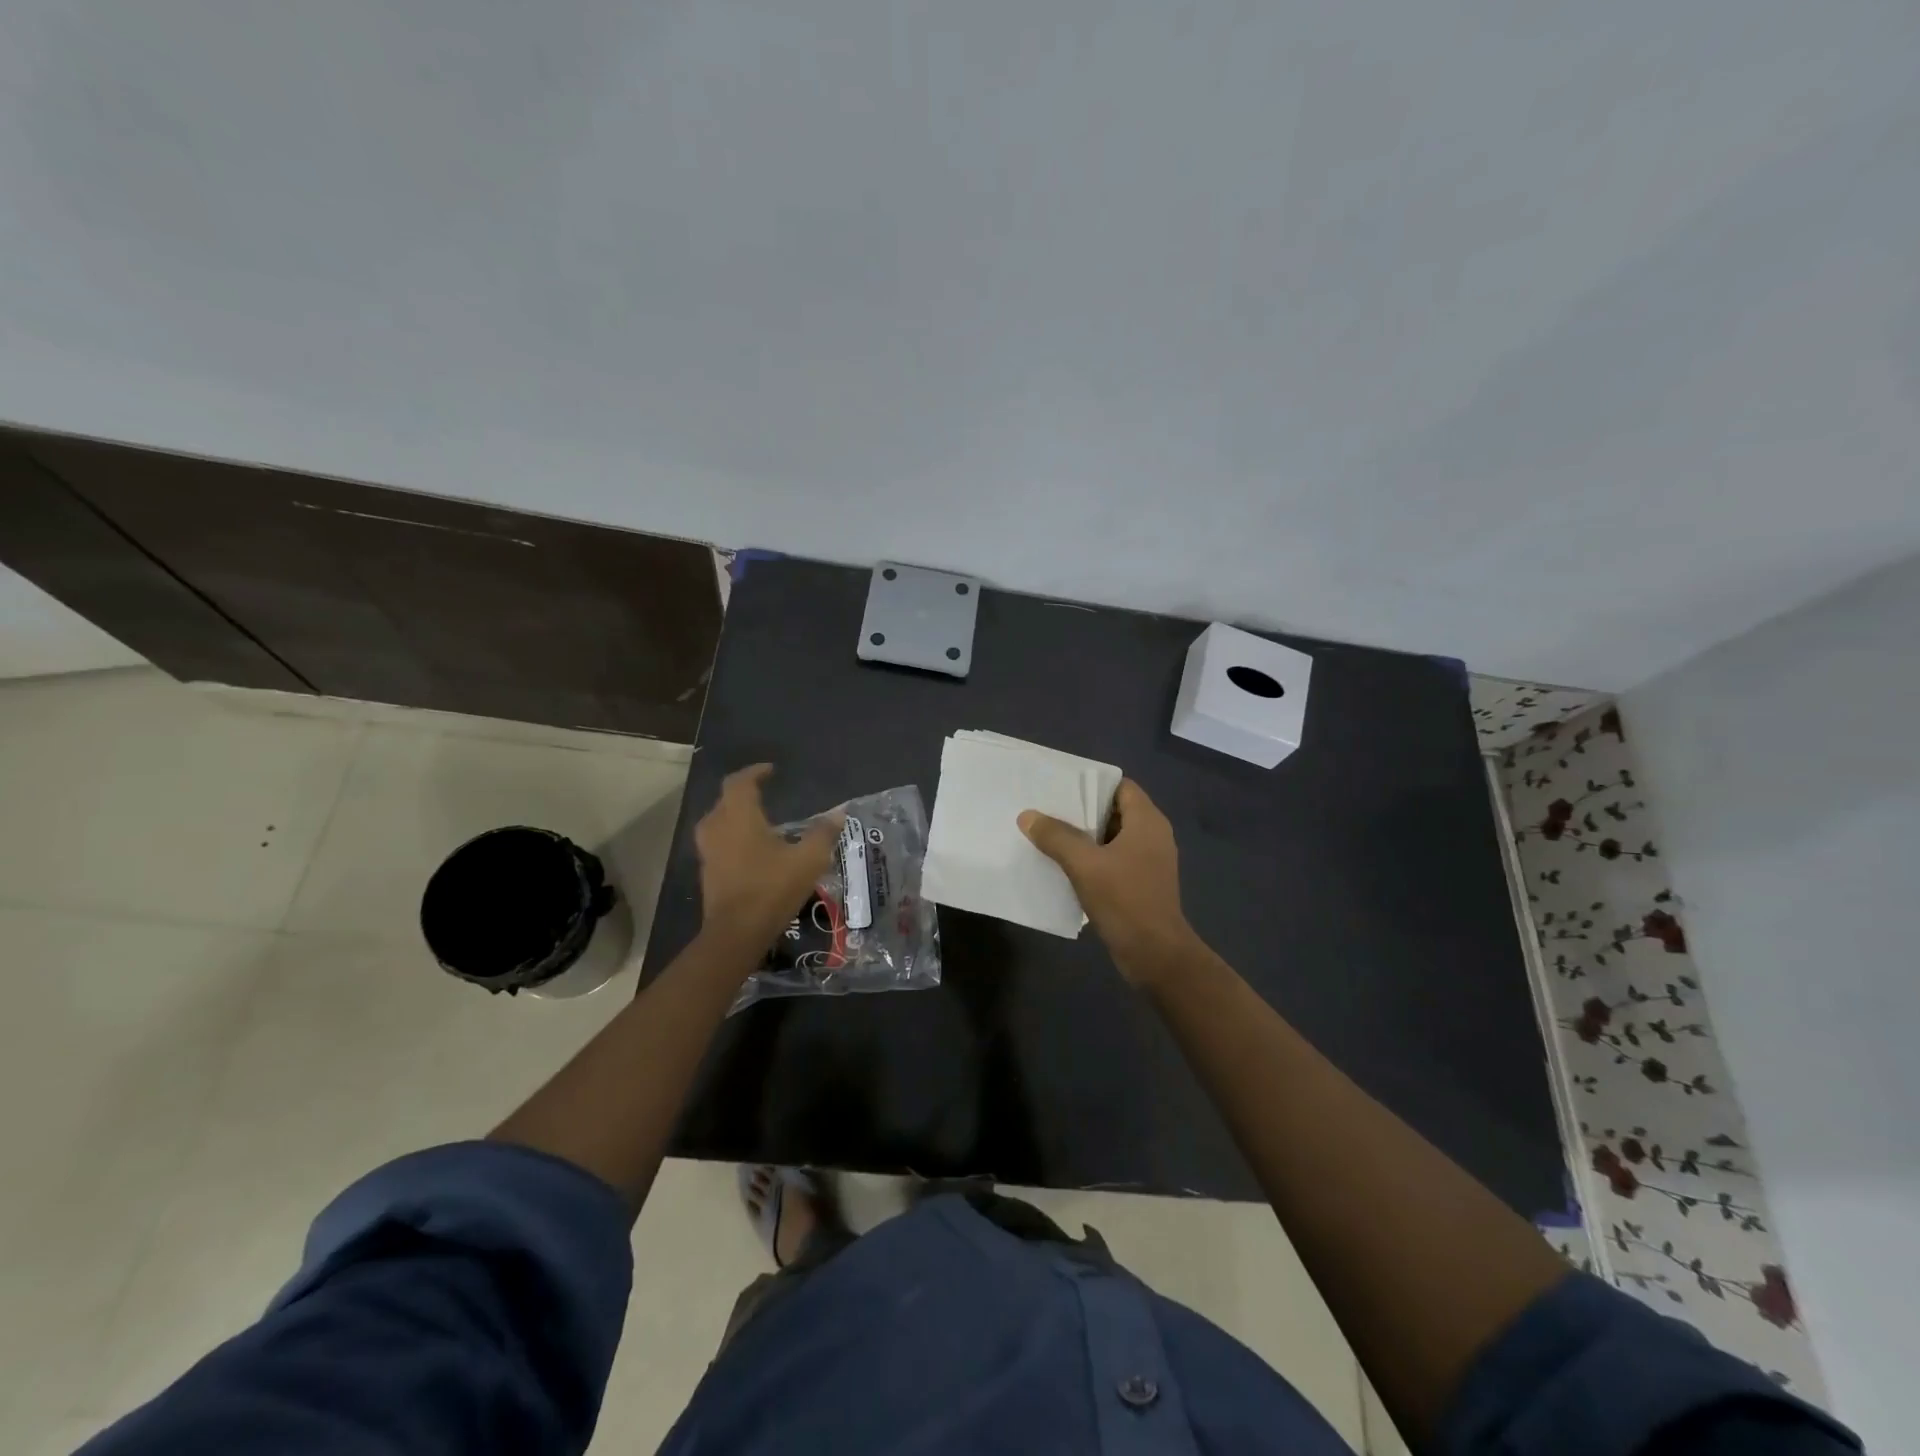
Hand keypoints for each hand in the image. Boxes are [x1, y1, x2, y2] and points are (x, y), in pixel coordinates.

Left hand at [695, 764, 841, 954]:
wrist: (736, 933)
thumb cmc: (772, 888)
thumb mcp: (808, 859)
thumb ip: (823, 833)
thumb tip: (839, 813)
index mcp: (739, 816)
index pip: (740, 782)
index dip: (755, 772)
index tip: (770, 770)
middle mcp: (717, 827)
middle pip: (725, 799)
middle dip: (743, 792)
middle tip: (763, 792)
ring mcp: (708, 851)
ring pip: (718, 821)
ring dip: (735, 815)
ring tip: (757, 819)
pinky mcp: (707, 872)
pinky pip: (718, 842)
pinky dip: (732, 837)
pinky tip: (751, 849)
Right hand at [1019, 779, 1197, 984]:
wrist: (1155, 955)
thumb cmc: (1125, 900)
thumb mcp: (1084, 865)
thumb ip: (1056, 837)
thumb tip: (1027, 815)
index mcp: (1147, 822)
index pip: (1121, 786)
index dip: (1092, 783)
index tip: (1061, 786)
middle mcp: (1152, 836)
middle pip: (1114, 811)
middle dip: (1082, 810)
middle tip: (1046, 809)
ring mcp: (1149, 862)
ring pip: (1111, 838)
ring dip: (1083, 837)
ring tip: (1048, 835)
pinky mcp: (1141, 884)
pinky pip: (1113, 860)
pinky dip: (1092, 859)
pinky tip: (1064, 866)